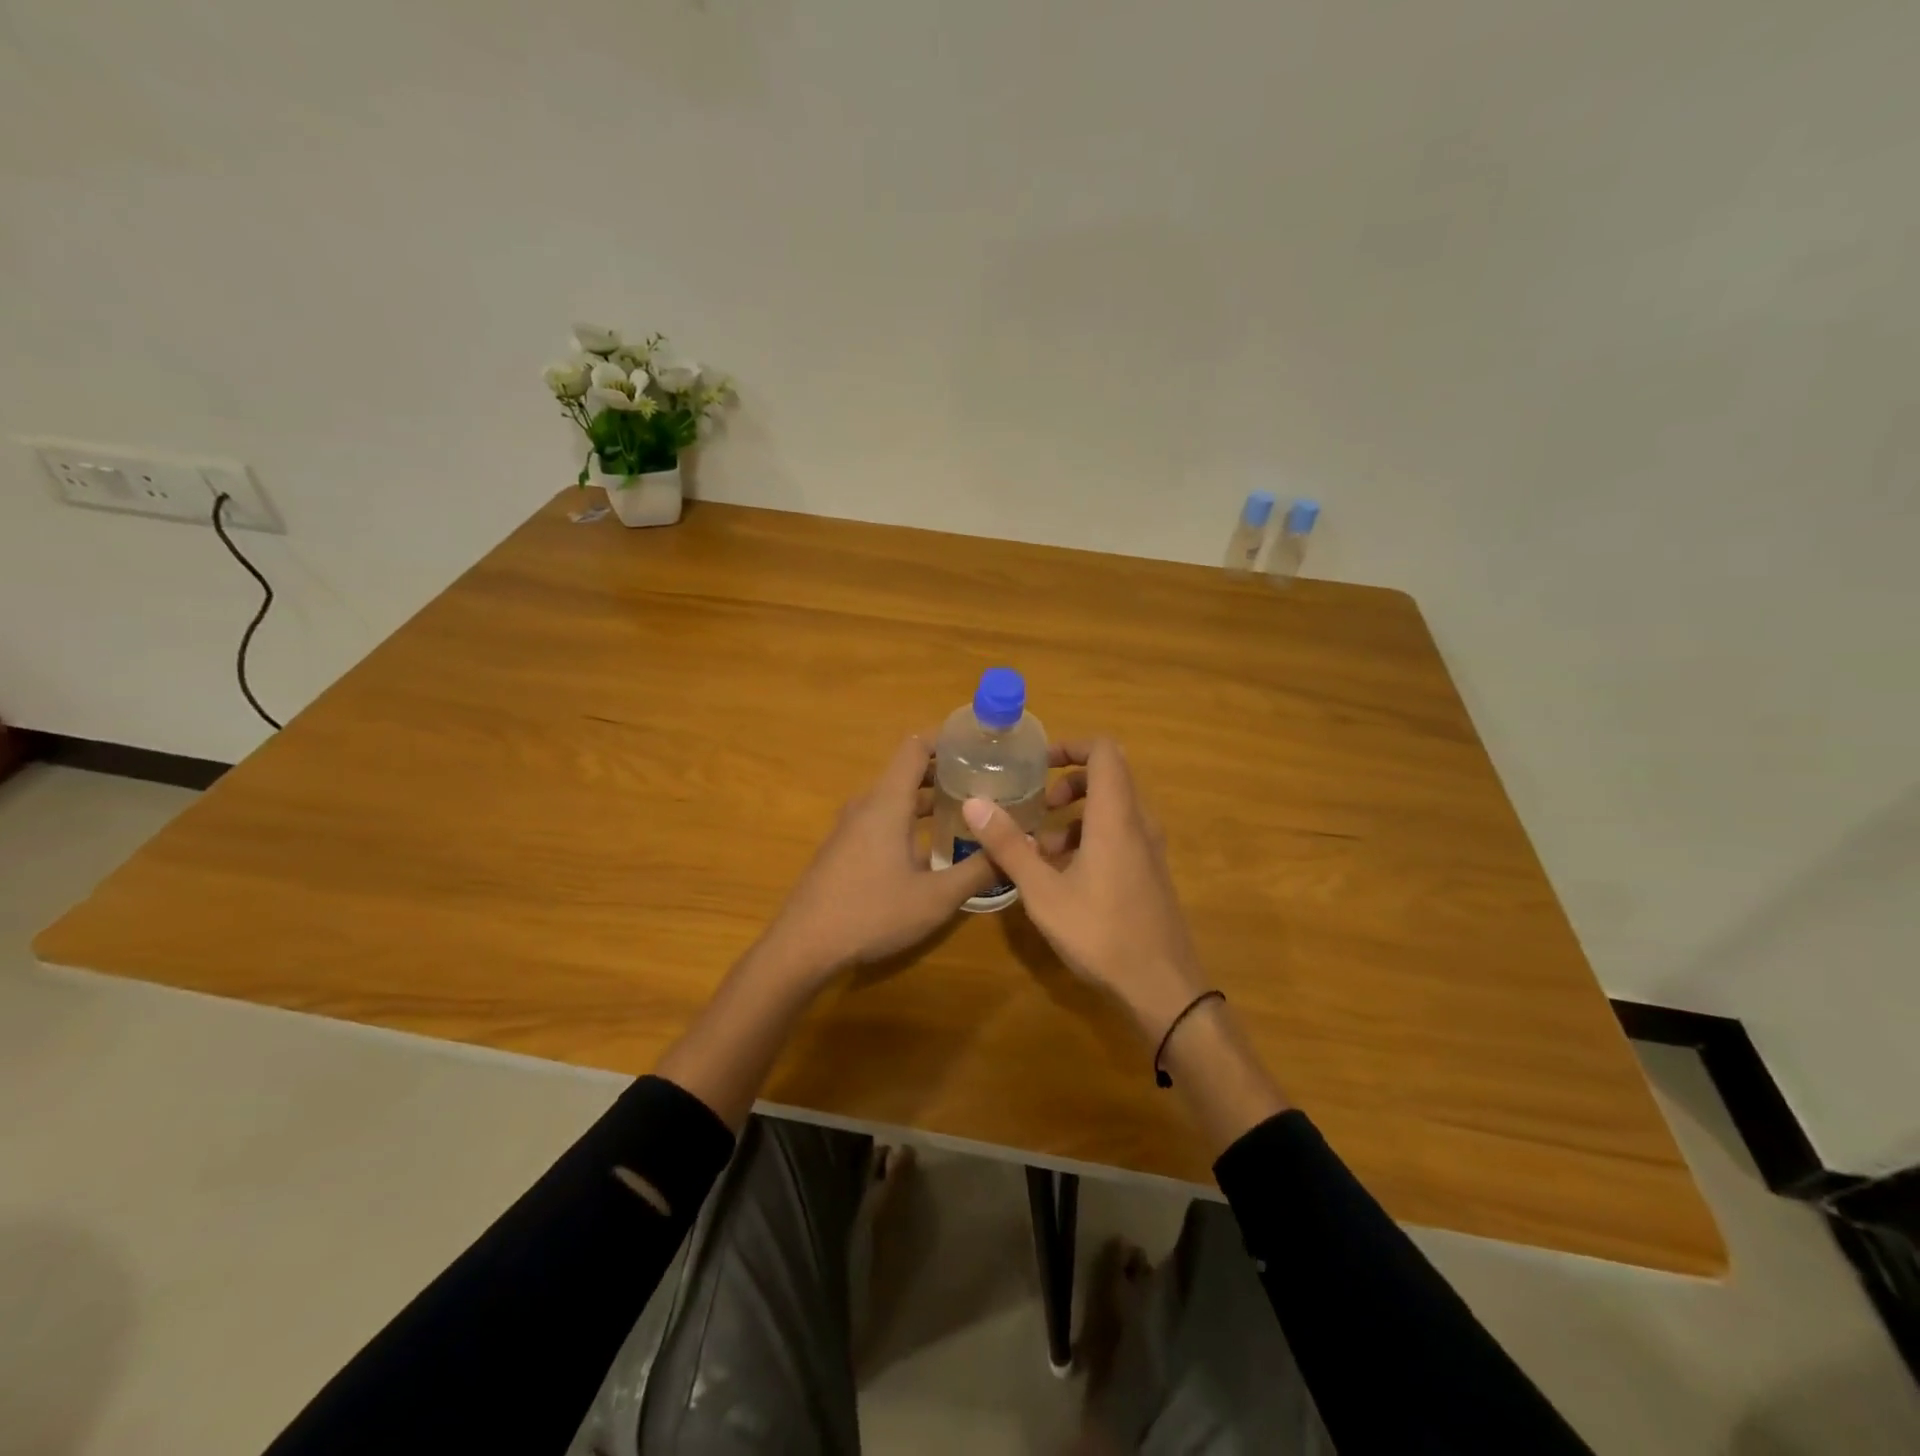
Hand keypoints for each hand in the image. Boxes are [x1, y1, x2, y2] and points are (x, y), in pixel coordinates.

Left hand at [760, 734, 998, 983]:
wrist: (803, 946)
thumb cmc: (871, 913)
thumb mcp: (935, 898)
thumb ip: (979, 871)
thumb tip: (1021, 848)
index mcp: (887, 802)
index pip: (916, 747)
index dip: (947, 737)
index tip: (980, 742)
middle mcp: (867, 805)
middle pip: (909, 771)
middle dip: (948, 771)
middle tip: (988, 780)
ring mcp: (851, 827)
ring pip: (896, 798)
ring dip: (931, 799)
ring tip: (970, 811)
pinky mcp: (845, 848)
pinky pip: (883, 819)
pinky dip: (912, 819)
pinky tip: (934, 847)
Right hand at [960, 739, 1206, 1043]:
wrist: (1163, 987)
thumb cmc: (1101, 933)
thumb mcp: (1043, 892)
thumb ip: (1009, 845)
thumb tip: (974, 803)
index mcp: (1115, 817)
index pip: (1104, 751)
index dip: (1071, 746)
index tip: (1037, 763)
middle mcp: (1138, 823)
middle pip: (1108, 777)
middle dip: (1069, 782)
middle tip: (1039, 804)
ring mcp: (1149, 848)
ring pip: (1113, 808)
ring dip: (1077, 814)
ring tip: (1041, 847)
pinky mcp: (1150, 871)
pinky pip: (1120, 834)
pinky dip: (1091, 836)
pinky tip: (1064, 875)